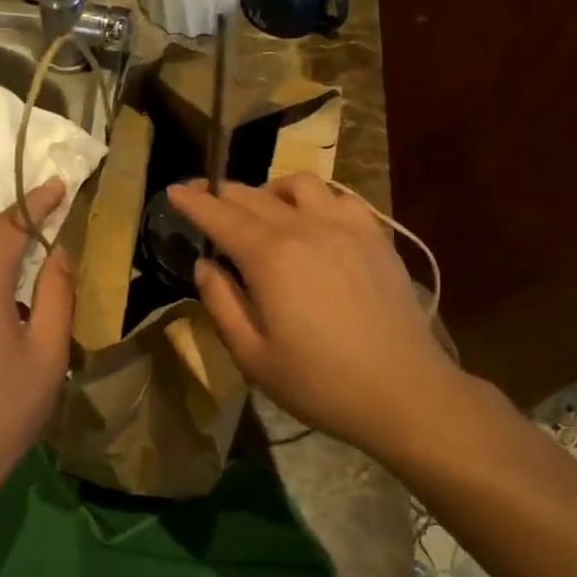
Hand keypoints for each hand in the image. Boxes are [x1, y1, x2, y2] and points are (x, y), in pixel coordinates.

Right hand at [167, 175, 463, 455]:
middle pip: (255, 196)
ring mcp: (347, 227)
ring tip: (260, 208)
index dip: (193, 201)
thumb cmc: (320, 382)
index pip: (221, 216)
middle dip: (222, 192)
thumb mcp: (253, 356)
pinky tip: (312, 219)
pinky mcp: (376, 237)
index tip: (173, 190)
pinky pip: (340, 198)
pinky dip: (316, 198)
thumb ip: (221, 303)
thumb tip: (205, 266)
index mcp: (270, 257)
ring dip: (270, 189)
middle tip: (203, 196)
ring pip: (300, 185)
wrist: (403, 391)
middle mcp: (306, 228)